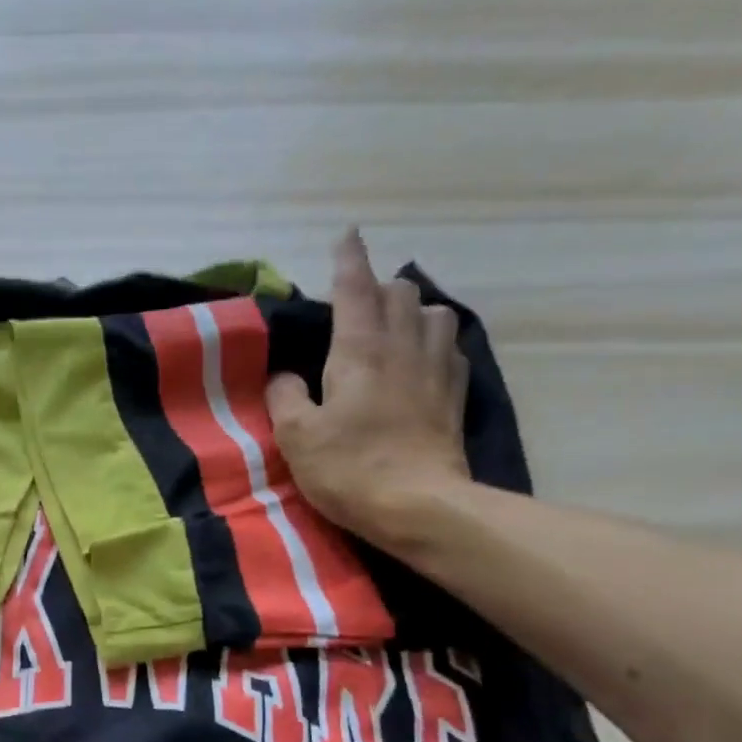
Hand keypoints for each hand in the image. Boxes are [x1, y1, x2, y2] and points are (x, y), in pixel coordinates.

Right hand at [267, 228, 471, 548]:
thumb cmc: (349, 468)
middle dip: (378, 287)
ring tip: (395, 326)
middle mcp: (404, 347)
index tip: (347, 235)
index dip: (348, 260)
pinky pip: (452, 348)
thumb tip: (285, 376)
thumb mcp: (297, 436)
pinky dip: (436, 341)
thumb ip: (285, 396)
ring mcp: (437, 369)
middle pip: (400, 293)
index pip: (354, 289)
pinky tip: (424, 359)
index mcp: (359, 351)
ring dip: (414, 310)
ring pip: (435, 313)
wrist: (419, 506)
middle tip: (356, 304)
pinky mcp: (456, 395)